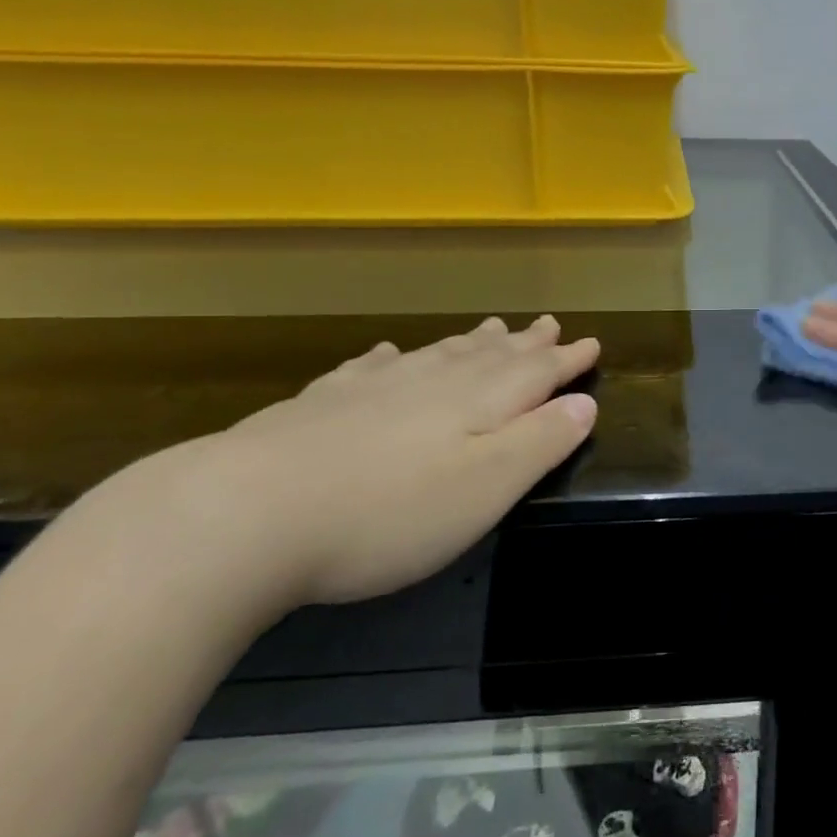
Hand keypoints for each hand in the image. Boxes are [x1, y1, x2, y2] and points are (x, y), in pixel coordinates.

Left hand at [76, 316, 598, 609]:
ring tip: (491, 327)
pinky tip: (389, 352)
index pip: (536, 372)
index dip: (567, 360)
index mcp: (476, 403)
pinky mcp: (321, 404)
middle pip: (489, 355)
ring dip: (470, 342)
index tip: (592, 341)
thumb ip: (540, 442)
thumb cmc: (387, 513)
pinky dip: (393, 356)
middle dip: (525, 342)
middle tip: (548, 323)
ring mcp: (372, 389)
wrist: (245, 514)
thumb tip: (584, 403)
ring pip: (436, 354)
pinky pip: (370, 366)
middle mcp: (430, 383)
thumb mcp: (485, 487)